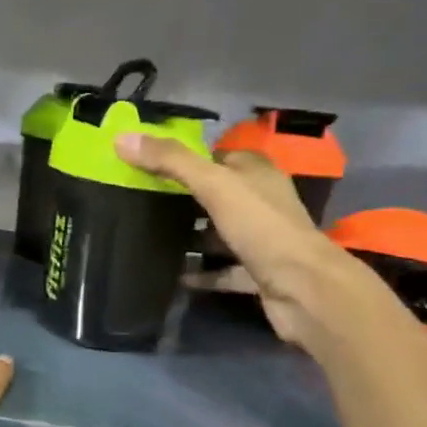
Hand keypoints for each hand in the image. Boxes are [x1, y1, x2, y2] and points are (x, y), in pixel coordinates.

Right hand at [114, 134, 408, 355]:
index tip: (148, 166)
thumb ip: (170, 161)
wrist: (304, 289)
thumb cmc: (262, 227)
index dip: (186, 159)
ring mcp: (263, 239)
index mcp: (257, 173)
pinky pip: (222, 269)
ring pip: (219, 232)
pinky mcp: (258, 272)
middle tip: (141, 202)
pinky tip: (173, 275)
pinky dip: (200, 272)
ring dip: (192, 236)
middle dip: (183, 198)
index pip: (218, 157)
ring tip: (149, 237)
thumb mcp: (213, 185)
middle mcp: (263, 202)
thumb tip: (122, 138)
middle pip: (217, 194)